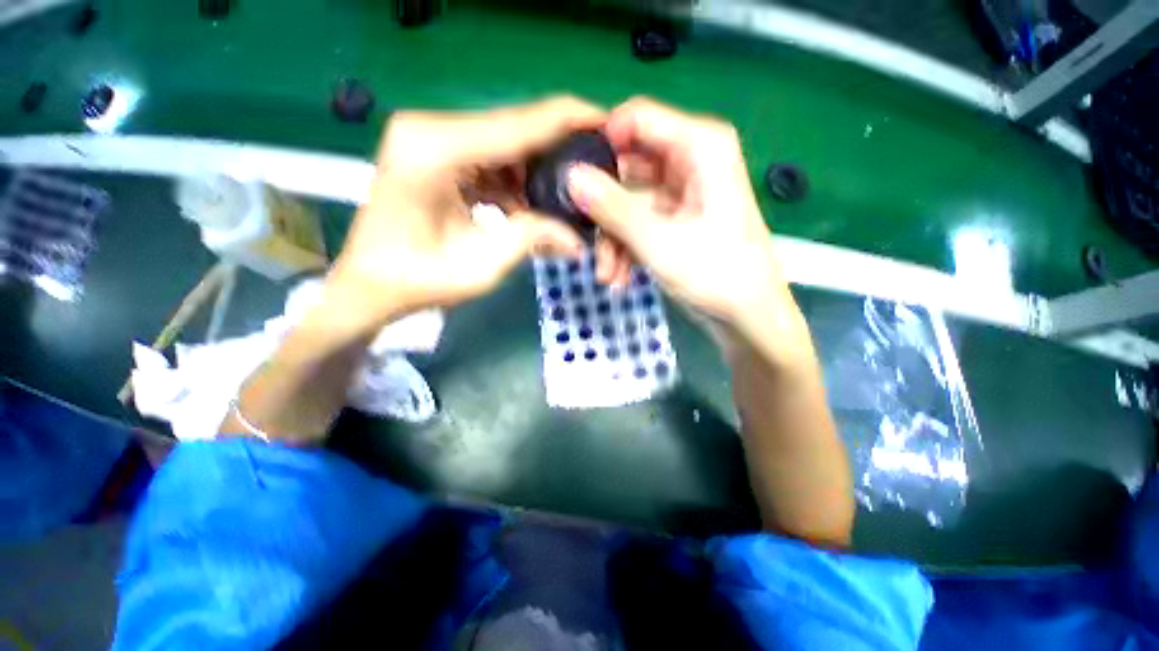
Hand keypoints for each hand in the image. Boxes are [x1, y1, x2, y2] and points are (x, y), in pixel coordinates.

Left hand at [323, 97, 604, 335]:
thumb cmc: (417, 281)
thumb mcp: (483, 265)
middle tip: (595, 167)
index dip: (568, 121)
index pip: (518, 125)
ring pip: (503, 144)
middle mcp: (430, 130)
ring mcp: (429, 140)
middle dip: (557, 148)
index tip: (608, 122)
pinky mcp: (433, 155)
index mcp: (436, 149)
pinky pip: (488, 159)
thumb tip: (577, 238)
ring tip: (567, 194)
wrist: (369, 286)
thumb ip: (533, 238)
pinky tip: (531, 204)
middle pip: (512, 129)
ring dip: (536, 169)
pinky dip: (514, 180)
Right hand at [566, 97, 789, 331]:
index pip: (636, 119)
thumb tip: (570, 176)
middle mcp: (690, 161)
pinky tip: (619, 277)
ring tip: (607, 275)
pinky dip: (626, 249)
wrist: (747, 318)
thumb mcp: (657, 241)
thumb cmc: (716, 274)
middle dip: (603, 208)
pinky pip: (638, 223)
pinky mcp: (675, 220)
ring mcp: (681, 194)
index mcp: (699, 146)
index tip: (572, 179)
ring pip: (628, 202)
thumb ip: (612, 207)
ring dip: (613, 239)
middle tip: (583, 237)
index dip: (600, 144)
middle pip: (627, 167)